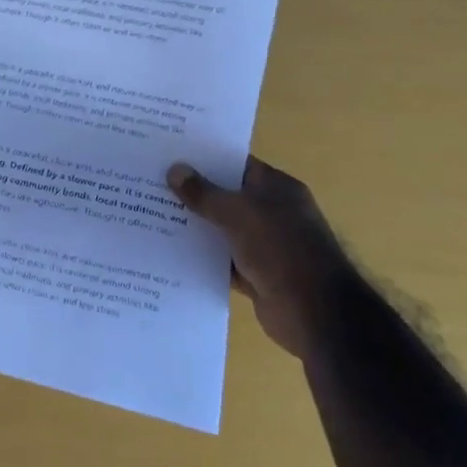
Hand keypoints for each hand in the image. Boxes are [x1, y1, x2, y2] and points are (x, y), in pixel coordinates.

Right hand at [167, 155, 355, 357]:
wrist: (315, 312)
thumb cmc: (279, 248)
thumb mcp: (237, 213)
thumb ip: (203, 193)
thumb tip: (174, 170)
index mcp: (277, 188)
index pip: (236, 164)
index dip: (205, 158)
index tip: (170, 154)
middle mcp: (272, 212)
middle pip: (226, 196)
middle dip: (193, 192)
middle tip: (151, 183)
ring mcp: (265, 245)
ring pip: (222, 229)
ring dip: (195, 226)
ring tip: (152, 214)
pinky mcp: (256, 274)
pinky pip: (222, 259)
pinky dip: (202, 257)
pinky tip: (169, 251)